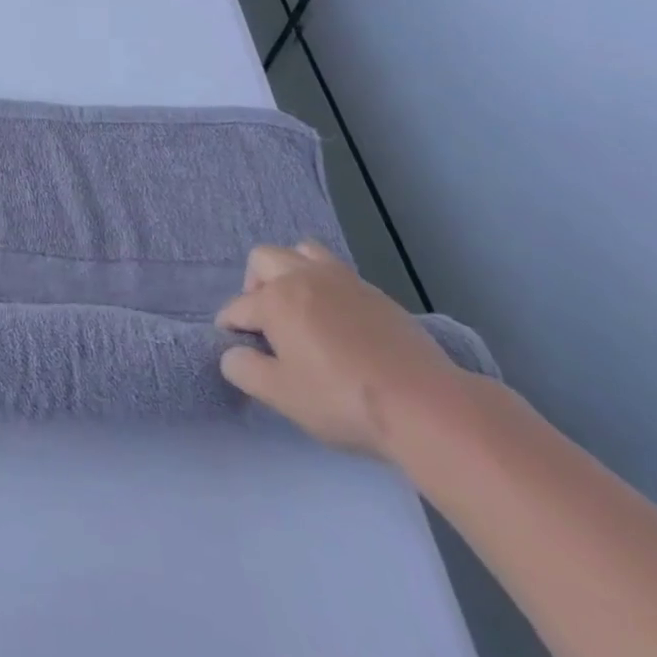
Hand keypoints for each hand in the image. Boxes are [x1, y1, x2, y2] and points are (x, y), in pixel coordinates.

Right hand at [215, 242, 466, 458]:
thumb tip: (233, 354)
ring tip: (299, 306)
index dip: (230, 329)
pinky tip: (336, 319)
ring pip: (301, 251)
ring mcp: (341, 280)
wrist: (426, 405)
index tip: (236, 349)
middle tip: (265, 321)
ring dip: (290, 271)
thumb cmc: (343, 400)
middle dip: (253, 285)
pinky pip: (335, 270)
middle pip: (262, 259)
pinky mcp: (374, 292)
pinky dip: (324, 284)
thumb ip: (244, 370)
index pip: (237, 308)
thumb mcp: (282, 396)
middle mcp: (302, 277)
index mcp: (275, 299)